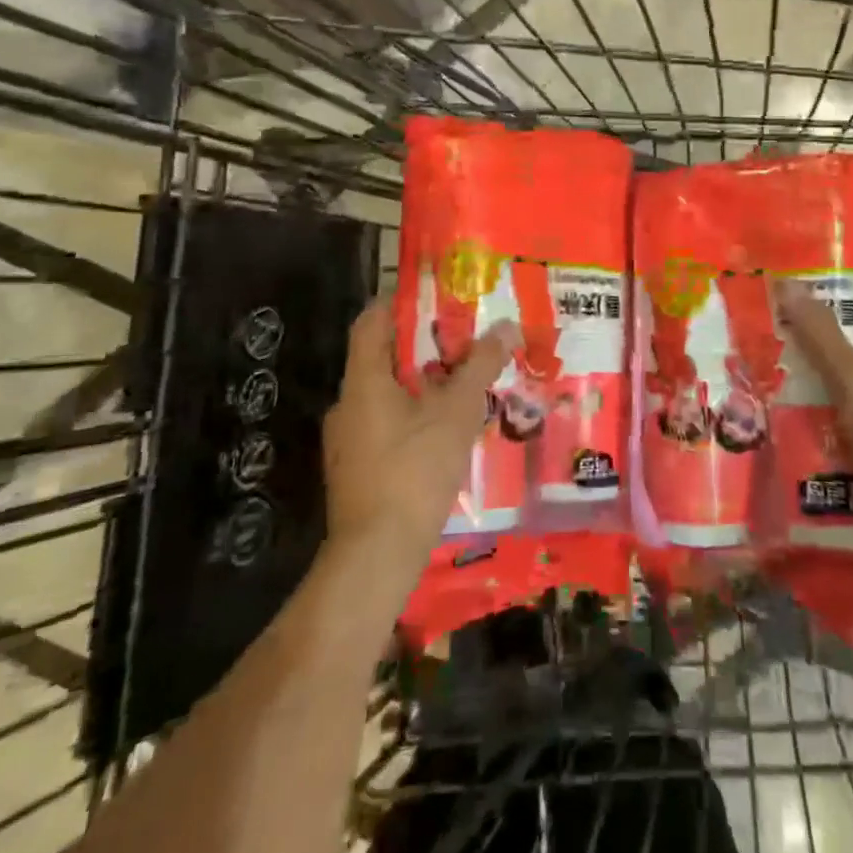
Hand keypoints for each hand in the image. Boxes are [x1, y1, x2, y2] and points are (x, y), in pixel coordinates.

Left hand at [323, 298, 519, 574]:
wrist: (376, 556)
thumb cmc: (413, 471)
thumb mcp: (457, 412)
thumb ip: (480, 366)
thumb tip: (505, 325)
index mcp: (363, 380)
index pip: (371, 320)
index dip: (399, 302)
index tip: (436, 297)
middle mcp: (347, 403)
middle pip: (382, 357)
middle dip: (423, 346)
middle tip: (463, 341)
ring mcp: (347, 440)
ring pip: (386, 394)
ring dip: (421, 384)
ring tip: (462, 385)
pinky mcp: (355, 469)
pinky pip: (385, 424)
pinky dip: (413, 416)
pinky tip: (445, 432)